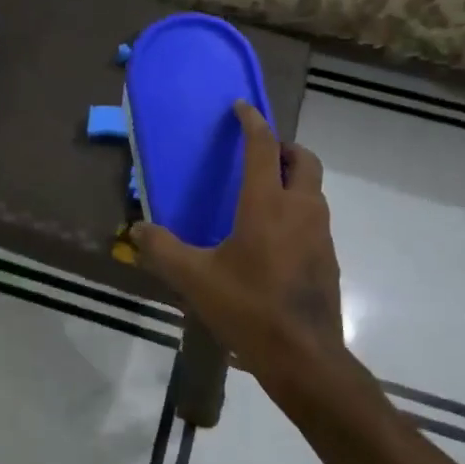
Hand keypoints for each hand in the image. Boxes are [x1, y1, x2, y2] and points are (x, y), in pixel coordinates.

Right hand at [131, 101, 345, 389]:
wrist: (304, 356)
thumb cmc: (248, 307)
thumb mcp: (194, 278)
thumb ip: (162, 250)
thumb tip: (136, 230)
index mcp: (267, 204)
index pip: (263, 147)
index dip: (252, 122)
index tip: (241, 107)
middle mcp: (301, 208)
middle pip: (304, 160)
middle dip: (284, 147)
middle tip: (259, 154)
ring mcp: (321, 233)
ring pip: (314, 189)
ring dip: (293, 179)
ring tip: (262, 194)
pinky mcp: (328, 257)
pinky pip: (315, 217)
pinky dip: (298, 209)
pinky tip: (273, 238)